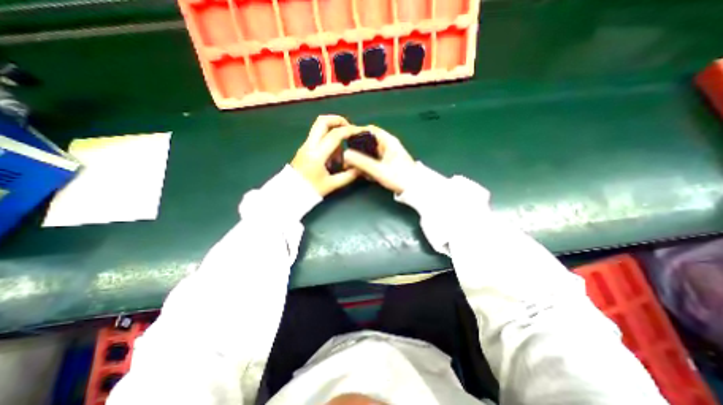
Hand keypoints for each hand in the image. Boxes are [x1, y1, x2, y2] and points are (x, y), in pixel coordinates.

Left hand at [290, 114, 360, 195]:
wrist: (290, 193)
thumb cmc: (311, 190)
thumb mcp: (332, 185)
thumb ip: (348, 176)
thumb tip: (361, 168)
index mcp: (317, 154)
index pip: (335, 135)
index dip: (349, 130)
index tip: (360, 131)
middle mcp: (310, 145)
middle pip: (322, 121)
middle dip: (338, 120)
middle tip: (349, 128)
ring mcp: (305, 145)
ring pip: (319, 127)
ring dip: (333, 131)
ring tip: (341, 150)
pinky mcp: (304, 148)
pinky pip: (318, 137)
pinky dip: (328, 139)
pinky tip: (333, 156)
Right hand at [342, 123, 415, 193]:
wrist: (414, 189)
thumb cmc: (399, 177)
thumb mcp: (379, 170)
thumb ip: (361, 162)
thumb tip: (345, 154)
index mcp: (388, 141)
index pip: (370, 130)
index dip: (357, 133)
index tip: (346, 140)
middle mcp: (388, 145)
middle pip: (368, 142)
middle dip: (358, 150)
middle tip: (349, 159)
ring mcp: (388, 154)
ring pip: (370, 153)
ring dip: (362, 160)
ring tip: (357, 169)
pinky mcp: (388, 163)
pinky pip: (374, 161)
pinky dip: (368, 166)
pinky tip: (367, 174)